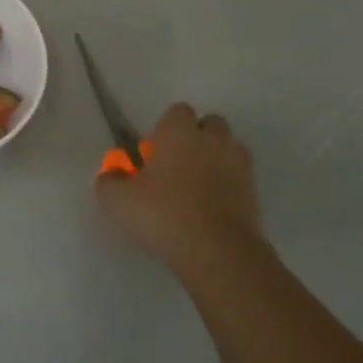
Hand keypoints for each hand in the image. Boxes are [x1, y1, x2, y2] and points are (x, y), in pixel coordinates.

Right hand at [95, 103, 261, 267]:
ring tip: (197, 187)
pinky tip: (211, 208)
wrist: (217, 250)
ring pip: (228, 149)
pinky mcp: (254, 191)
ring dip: (215, 159)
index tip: (154, 153)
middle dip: (196, 138)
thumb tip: (111, 174)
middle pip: (210, 124)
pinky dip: (228, 185)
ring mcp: (239, 164)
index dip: (165, 129)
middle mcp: (213, 139)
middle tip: (176, 166)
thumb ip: (108, 181)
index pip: (178, 111)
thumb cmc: (163, 214)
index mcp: (180, 132)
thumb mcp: (118, 201)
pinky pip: (239, 178)